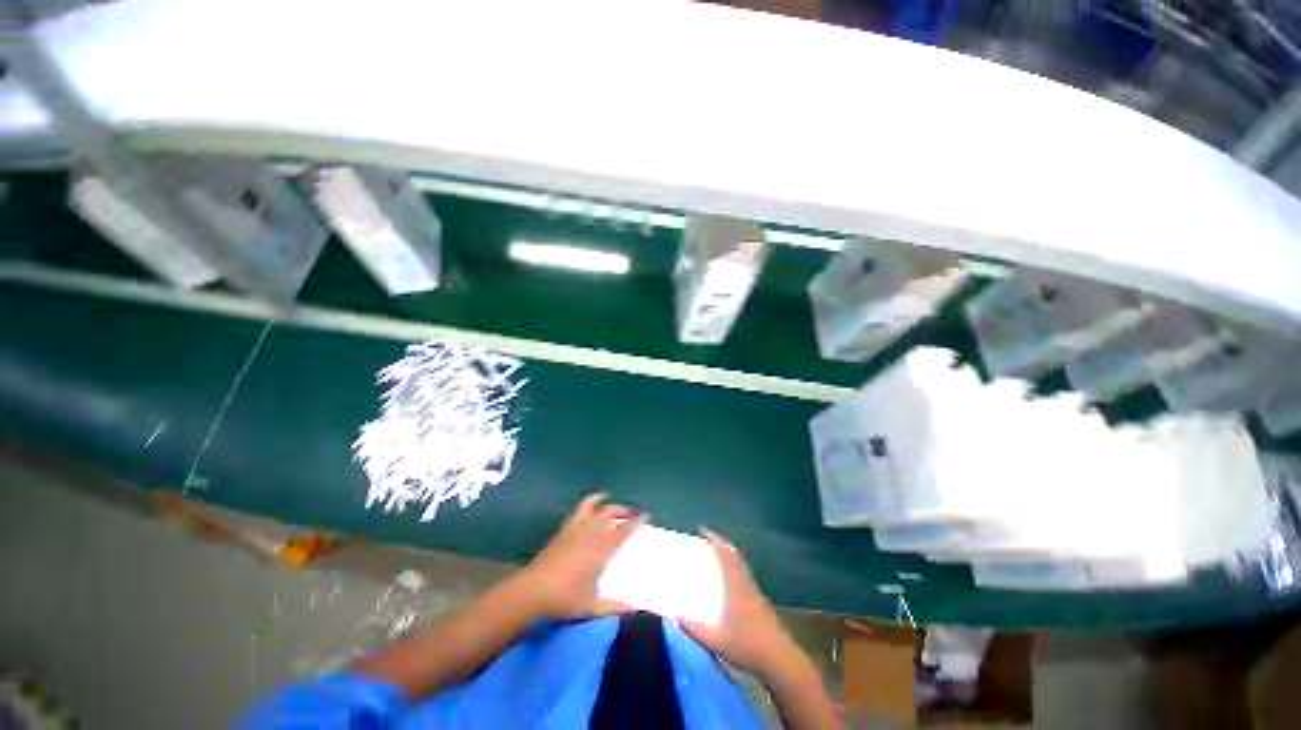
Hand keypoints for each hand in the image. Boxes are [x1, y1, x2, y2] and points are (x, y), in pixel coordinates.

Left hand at [516, 493, 644, 620]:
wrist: (533, 591)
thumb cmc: (566, 599)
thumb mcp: (592, 607)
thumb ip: (615, 607)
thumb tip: (635, 611)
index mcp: (602, 551)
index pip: (623, 531)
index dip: (635, 522)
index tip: (644, 515)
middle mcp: (592, 534)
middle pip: (611, 515)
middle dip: (624, 510)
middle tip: (633, 512)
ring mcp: (577, 529)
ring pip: (597, 509)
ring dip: (608, 504)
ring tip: (614, 503)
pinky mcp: (565, 529)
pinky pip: (580, 509)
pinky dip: (590, 501)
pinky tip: (594, 501)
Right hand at [678, 527, 801, 681]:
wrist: (779, 659)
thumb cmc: (747, 646)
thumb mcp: (715, 641)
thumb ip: (693, 629)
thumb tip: (673, 616)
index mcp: (735, 586)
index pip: (725, 555)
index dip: (715, 540)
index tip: (703, 530)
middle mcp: (746, 584)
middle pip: (735, 556)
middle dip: (721, 544)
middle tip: (708, 538)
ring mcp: (756, 592)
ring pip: (742, 565)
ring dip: (730, 554)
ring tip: (717, 553)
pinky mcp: (761, 602)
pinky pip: (745, 574)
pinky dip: (736, 567)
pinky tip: (731, 578)